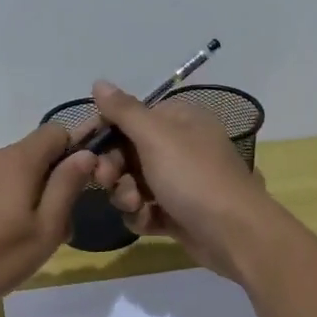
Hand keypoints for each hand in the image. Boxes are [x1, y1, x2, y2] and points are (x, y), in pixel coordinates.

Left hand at [0, 123, 96, 316]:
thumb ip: (66, 187)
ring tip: (11, 241)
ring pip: (1, 175)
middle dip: (45, 184)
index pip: (55, 132)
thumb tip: (85, 153)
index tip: (76, 185)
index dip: (72, 151)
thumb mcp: (44, 230)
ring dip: (15, 196)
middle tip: (47, 230)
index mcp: (17, 161)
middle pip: (28, 157)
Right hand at [85, 81, 274, 280]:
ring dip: (126, 195)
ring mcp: (180, 182)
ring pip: (133, 183)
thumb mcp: (156, 136)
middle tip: (107, 179)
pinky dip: (142, 215)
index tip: (81, 147)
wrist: (234, 234)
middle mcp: (180, 146)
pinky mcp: (178, 213)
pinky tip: (148, 221)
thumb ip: (124, 111)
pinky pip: (145, 209)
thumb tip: (99, 83)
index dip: (103, 131)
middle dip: (114, 168)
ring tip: (135, 205)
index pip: (130, 117)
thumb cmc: (193, 177)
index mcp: (179, 120)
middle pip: (127, 152)